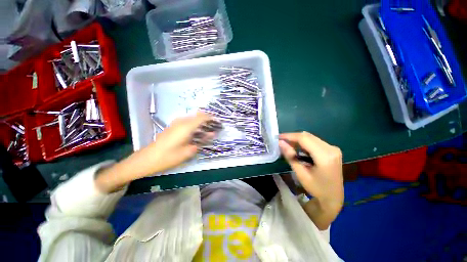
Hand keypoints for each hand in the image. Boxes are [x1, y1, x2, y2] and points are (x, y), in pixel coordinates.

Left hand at [130, 112, 213, 177]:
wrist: (148, 159)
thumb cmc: (169, 157)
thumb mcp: (189, 151)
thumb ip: (202, 140)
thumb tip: (212, 134)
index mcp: (186, 126)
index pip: (202, 117)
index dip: (211, 118)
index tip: (218, 122)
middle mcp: (181, 121)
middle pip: (198, 116)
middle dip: (207, 120)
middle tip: (214, 127)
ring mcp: (176, 123)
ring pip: (192, 118)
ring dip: (201, 122)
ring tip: (207, 130)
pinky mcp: (173, 126)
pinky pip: (187, 121)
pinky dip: (194, 124)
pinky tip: (196, 132)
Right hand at [279, 132, 343, 212]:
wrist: (334, 197)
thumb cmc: (316, 188)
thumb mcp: (301, 174)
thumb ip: (290, 156)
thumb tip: (280, 143)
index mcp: (325, 157)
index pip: (304, 139)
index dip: (290, 136)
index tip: (278, 137)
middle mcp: (331, 149)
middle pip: (307, 136)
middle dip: (292, 137)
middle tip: (281, 141)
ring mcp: (333, 148)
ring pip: (310, 137)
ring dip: (298, 140)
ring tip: (287, 145)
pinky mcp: (332, 149)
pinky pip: (314, 141)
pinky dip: (304, 143)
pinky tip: (297, 148)